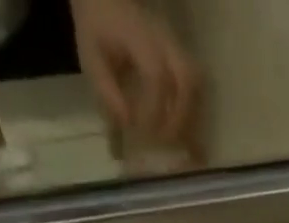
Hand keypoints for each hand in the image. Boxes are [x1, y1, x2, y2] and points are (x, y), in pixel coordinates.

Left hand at [70, 0, 202, 154]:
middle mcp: (165, 40)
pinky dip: (190, 111)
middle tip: (166, 141)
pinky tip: (180, 129)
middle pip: (188, 79)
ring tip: (176, 139)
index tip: (143, 133)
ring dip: (190, 115)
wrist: (106, 0)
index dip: (154, 110)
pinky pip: (194, 86)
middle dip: (180, 116)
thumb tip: (127, 123)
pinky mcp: (180, 56)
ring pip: (196, 84)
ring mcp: (176, 47)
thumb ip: (108, 91)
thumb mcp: (92, 58)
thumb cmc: (98, 30)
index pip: (157, 76)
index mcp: (141, 38)